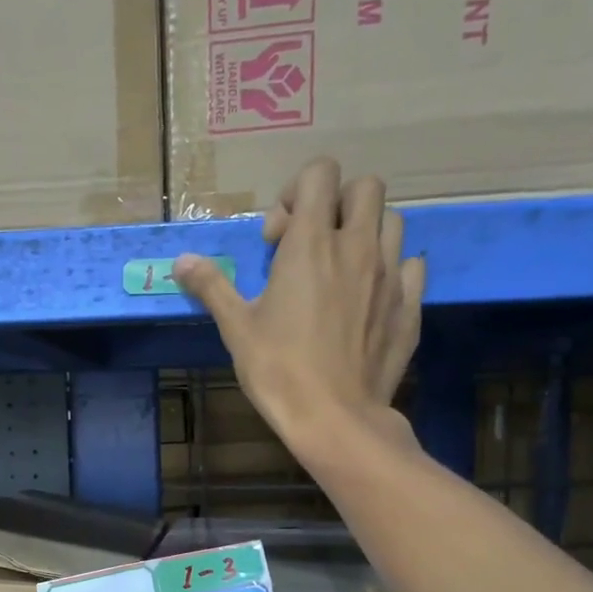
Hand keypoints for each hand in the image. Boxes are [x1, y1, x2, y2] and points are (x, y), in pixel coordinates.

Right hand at [173, 157, 424, 444]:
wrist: (334, 418)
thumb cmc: (278, 369)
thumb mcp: (236, 327)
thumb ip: (212, 286)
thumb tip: (181, 262)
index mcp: (312, 244)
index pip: (320, 173)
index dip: (294, 194)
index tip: (276, 239)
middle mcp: (358, 247)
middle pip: (365, 187)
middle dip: (337, 203)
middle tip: (311, 246)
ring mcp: (391, 275)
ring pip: (392, 221)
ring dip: (365, 232)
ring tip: (340, 270)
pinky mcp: (410, 306)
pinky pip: (411, 266)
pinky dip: (393, 269)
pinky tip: (371, 296)